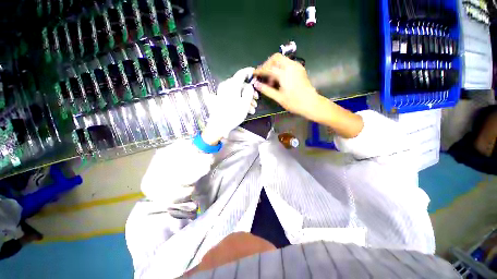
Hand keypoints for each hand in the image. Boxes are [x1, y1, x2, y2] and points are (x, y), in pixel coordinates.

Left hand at [203, 67, 258, 142]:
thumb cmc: (233, 114)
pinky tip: (245, 109)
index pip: (241, 74)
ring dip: (246, 99)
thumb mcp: (245, 103)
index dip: (248, 72)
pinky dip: (239, 101)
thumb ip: (249, 92)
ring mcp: (222, 93)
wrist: (219, 125)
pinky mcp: (220, 99)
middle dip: (249, 92)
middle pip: (240, 85)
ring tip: (252, 109)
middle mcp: (226, 86)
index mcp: (232, 85)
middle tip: (256, 99)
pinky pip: (232, 96)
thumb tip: (249, 86)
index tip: (254, 72)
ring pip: (237, 92)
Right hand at [254, 53, 363, 138]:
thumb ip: (266, 90)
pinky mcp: (300, 69)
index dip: (260, 71)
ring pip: (282, 60)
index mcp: (285, 73)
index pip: (268, 68)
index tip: (254, 74)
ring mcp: (297, 66)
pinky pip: (287, 64)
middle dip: (267, 64)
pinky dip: (280, 68)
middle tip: (263, 75)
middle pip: (276, 58)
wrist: (311, 104)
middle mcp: (291, 66)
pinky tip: (279, 79)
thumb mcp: (278, 97)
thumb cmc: (294, 102)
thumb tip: (256, 84)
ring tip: (271, 80)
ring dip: (274, 66)